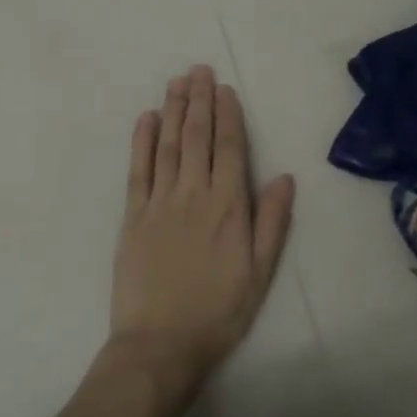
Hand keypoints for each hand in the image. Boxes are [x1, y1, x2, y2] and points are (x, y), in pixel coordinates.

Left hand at [107, 65, 294, 391]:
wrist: (160, 345)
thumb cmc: (218, 311)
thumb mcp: (260, 272)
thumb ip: (272, 221)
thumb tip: (283, 176)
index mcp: (227, 206)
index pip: (228, 148)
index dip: (228, 116)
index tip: (225, 89)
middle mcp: (193, 194)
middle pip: (196, 137)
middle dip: (199, 101)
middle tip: (199, 70)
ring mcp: (159, 203)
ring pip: (168, 146)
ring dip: (173, 110)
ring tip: (177, 82)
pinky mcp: (132, 217)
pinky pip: (137, 170)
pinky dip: (142, 141)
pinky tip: (146, 119)